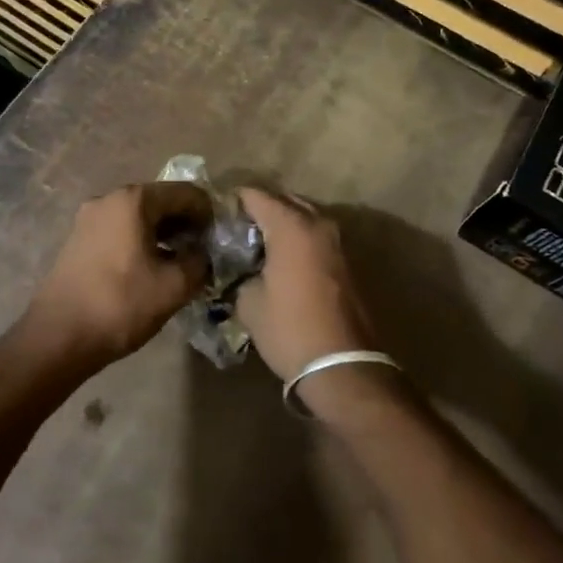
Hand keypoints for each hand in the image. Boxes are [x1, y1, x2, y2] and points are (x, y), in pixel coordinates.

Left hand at [23, 182, 212, 368]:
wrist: (57, 337)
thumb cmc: (120, 305)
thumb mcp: (173, 287)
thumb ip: (199, 262)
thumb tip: (205, 254)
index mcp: (134, 200)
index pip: (186, 193)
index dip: (208, 213)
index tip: (221, 239)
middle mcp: (109, 199)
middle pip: (160, 200)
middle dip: (186, 223)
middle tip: (205, 251)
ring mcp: (90, 218)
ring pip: (139, 216)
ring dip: (164, 233)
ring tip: (181, 262)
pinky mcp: (79, 239)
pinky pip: (120, 229)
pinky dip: (141, 240)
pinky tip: (152, 267)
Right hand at [235, 188, 379, 382]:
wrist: (342, 365)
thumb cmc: (289, 329)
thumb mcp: (250, 303)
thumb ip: (242, 275)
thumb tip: (242, 270)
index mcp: (291, 227)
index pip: (256, 196)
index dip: (235, 200)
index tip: (217, 212)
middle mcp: (317, 225)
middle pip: (284, 201)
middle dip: (262, 209)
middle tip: (236, 226)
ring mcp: (336, 243)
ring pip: (303, 219)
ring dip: (283, 225)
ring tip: (256, 243)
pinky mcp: (345, 263)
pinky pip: (315, 238)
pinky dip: (297, 241)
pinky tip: (279, 260)